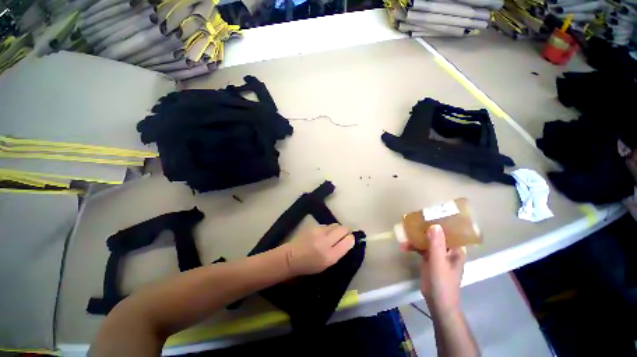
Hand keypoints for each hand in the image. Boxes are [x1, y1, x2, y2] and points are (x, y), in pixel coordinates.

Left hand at [283, 224, 355, 275]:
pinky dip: (328, 229)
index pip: (347, 241)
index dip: (351, 239)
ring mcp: (318, 232)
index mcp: (329, 256)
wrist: (291, 257)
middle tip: (345, 234)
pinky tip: (324, 234)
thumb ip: (339, 252)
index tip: (351, 239)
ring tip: (334, 235)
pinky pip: (326, 225)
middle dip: (347, 230)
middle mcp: (325, 242)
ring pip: (335, 225)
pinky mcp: (313, 226)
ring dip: (337, 229)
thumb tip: (349, 240)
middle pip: (343, 229)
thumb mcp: (327, 264)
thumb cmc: (310, 265)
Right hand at [401, 225, 465, 314]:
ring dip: (416, 238)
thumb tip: (434, 225)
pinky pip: (420, 248)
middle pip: (436, 235)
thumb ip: (436, 244)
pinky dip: (412, 247)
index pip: (450, 232)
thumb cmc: (442, 282)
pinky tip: (403, 247)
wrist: (437, 302)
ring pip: (426, 241)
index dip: (441, 222)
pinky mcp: (429, 259)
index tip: (429, 214)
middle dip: (424, 229)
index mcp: (456, 250)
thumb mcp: (438, 262)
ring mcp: (438, 254)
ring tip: (404, 235)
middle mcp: (448, 250)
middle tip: (412, 221)